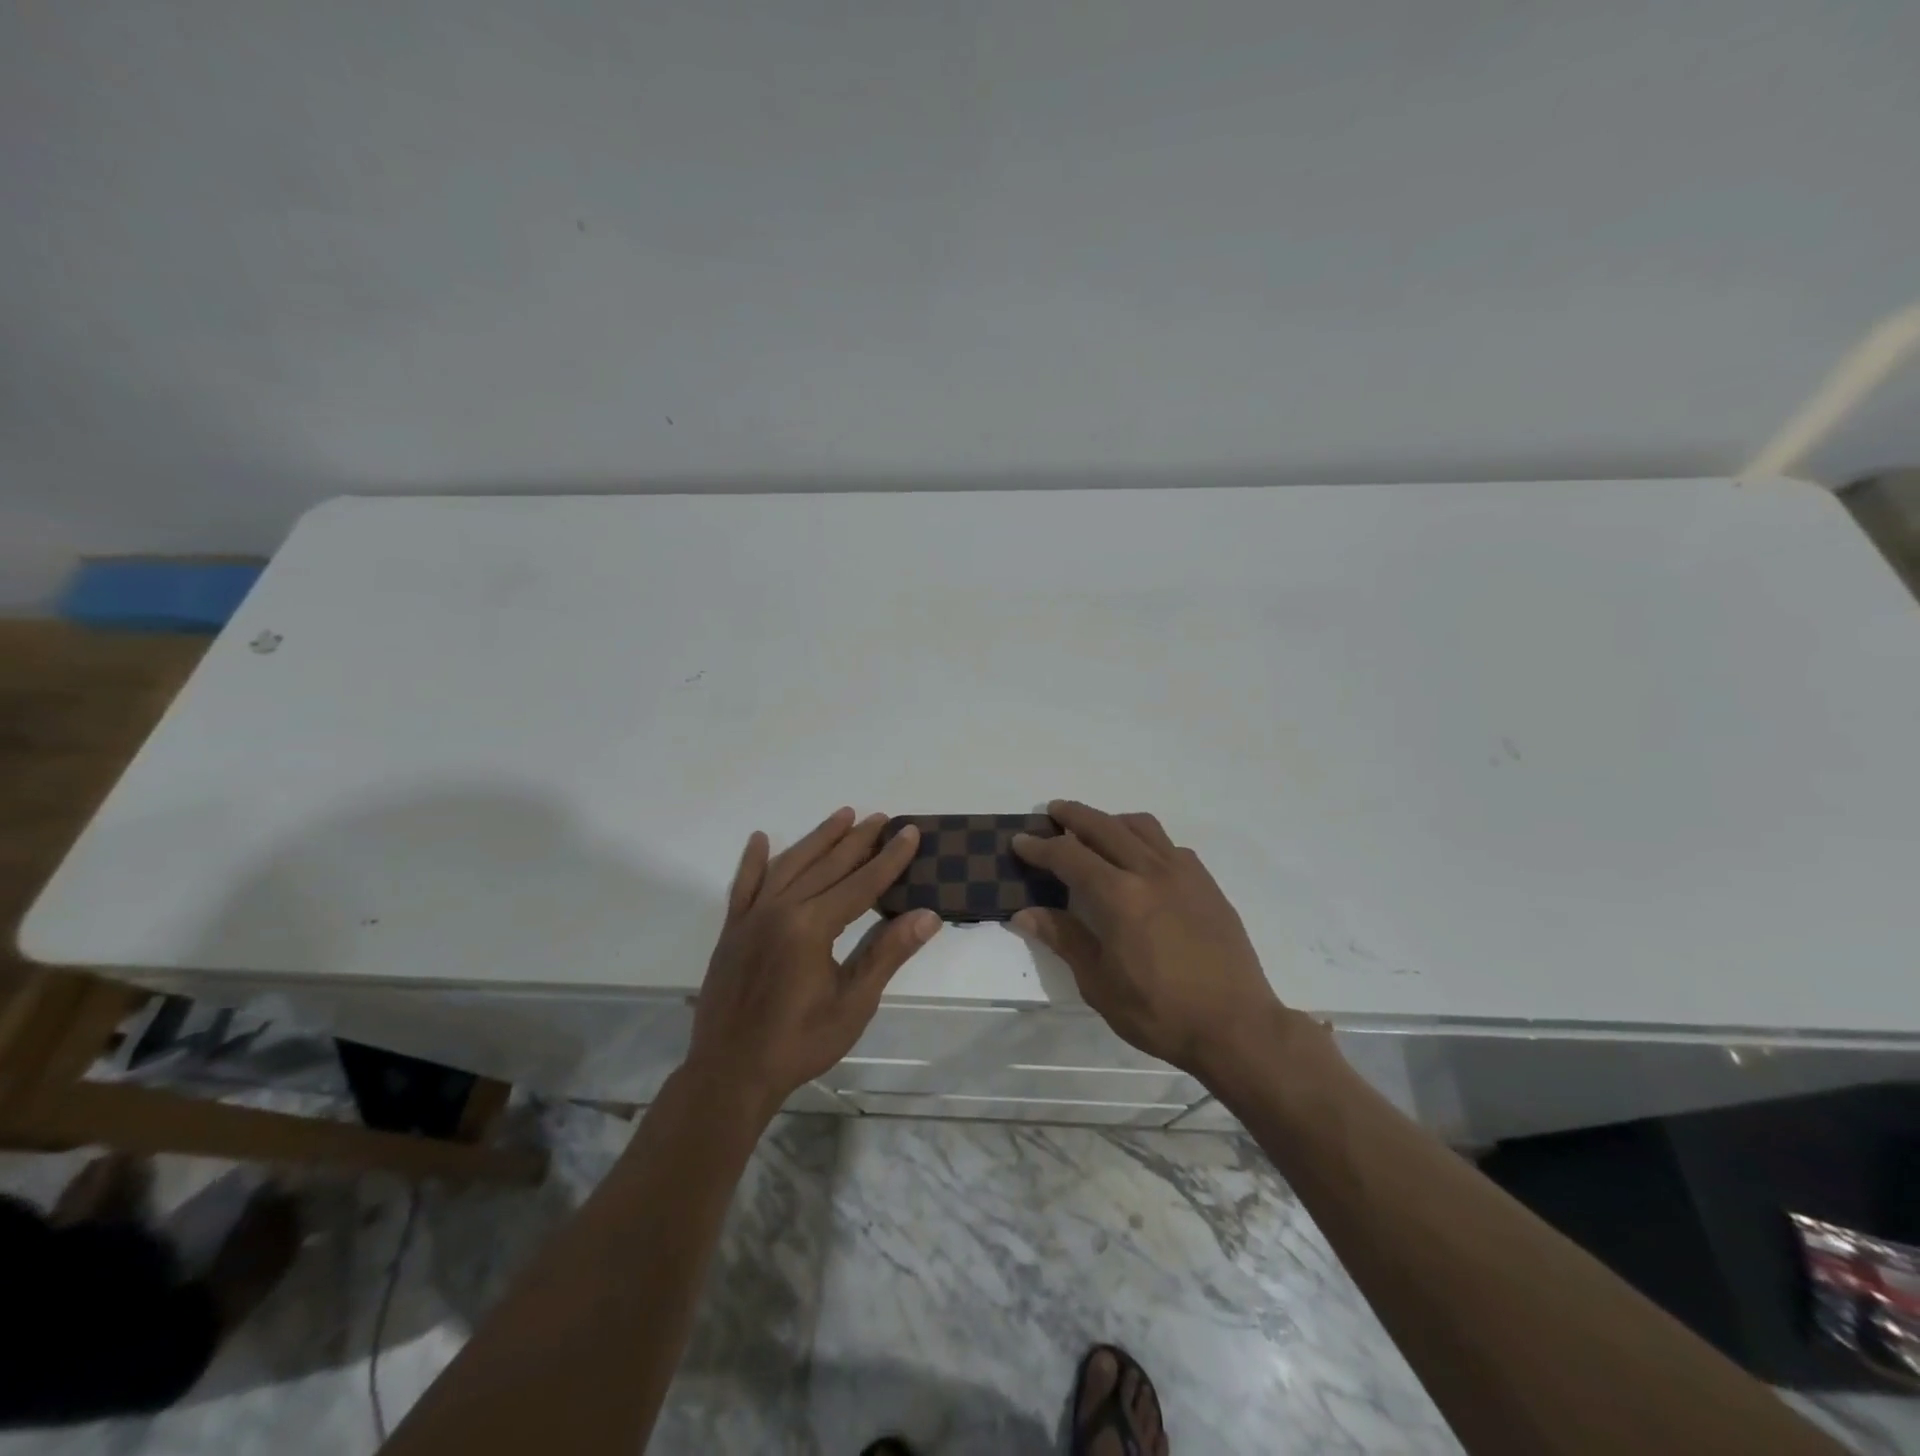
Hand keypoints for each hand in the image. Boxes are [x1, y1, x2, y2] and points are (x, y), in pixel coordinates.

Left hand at [685, 808, 941, 1119]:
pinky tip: (761, 840)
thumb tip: (928, 915)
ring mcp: (752, 917)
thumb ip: (887, 953)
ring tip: (842, 816)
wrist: (730, 1073)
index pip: (861, 883)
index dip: (889, 858)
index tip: (909, 832)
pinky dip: (753, 861)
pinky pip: (743, 886)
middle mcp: (780, 910)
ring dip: (818, 839)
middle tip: (881, 818)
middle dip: (858, 840)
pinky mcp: (732, 929)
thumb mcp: (853, 1003)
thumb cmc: (800, 1043)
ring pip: (790, 865)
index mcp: (811, 927)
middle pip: (827, 866)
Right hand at [1011, 800, 1286, 1080]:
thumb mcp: (1099, 983)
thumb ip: (1064, 939)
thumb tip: (1024, 914)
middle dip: (1074, 816)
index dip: (1040, 847)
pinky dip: (1146, 841)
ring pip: (1142, 826)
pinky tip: (1142, 862)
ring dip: (1112, 821)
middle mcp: (1150, 871)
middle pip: (1104, 826)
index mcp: (1119, 896)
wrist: (1236, 1027)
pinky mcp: (1207, 884)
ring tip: (1096, 831)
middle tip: (1053, 813)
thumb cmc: (1160, 1012)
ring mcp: (1184, 873)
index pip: (1069, 855)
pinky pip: (1170, 846)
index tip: (1020, 841)